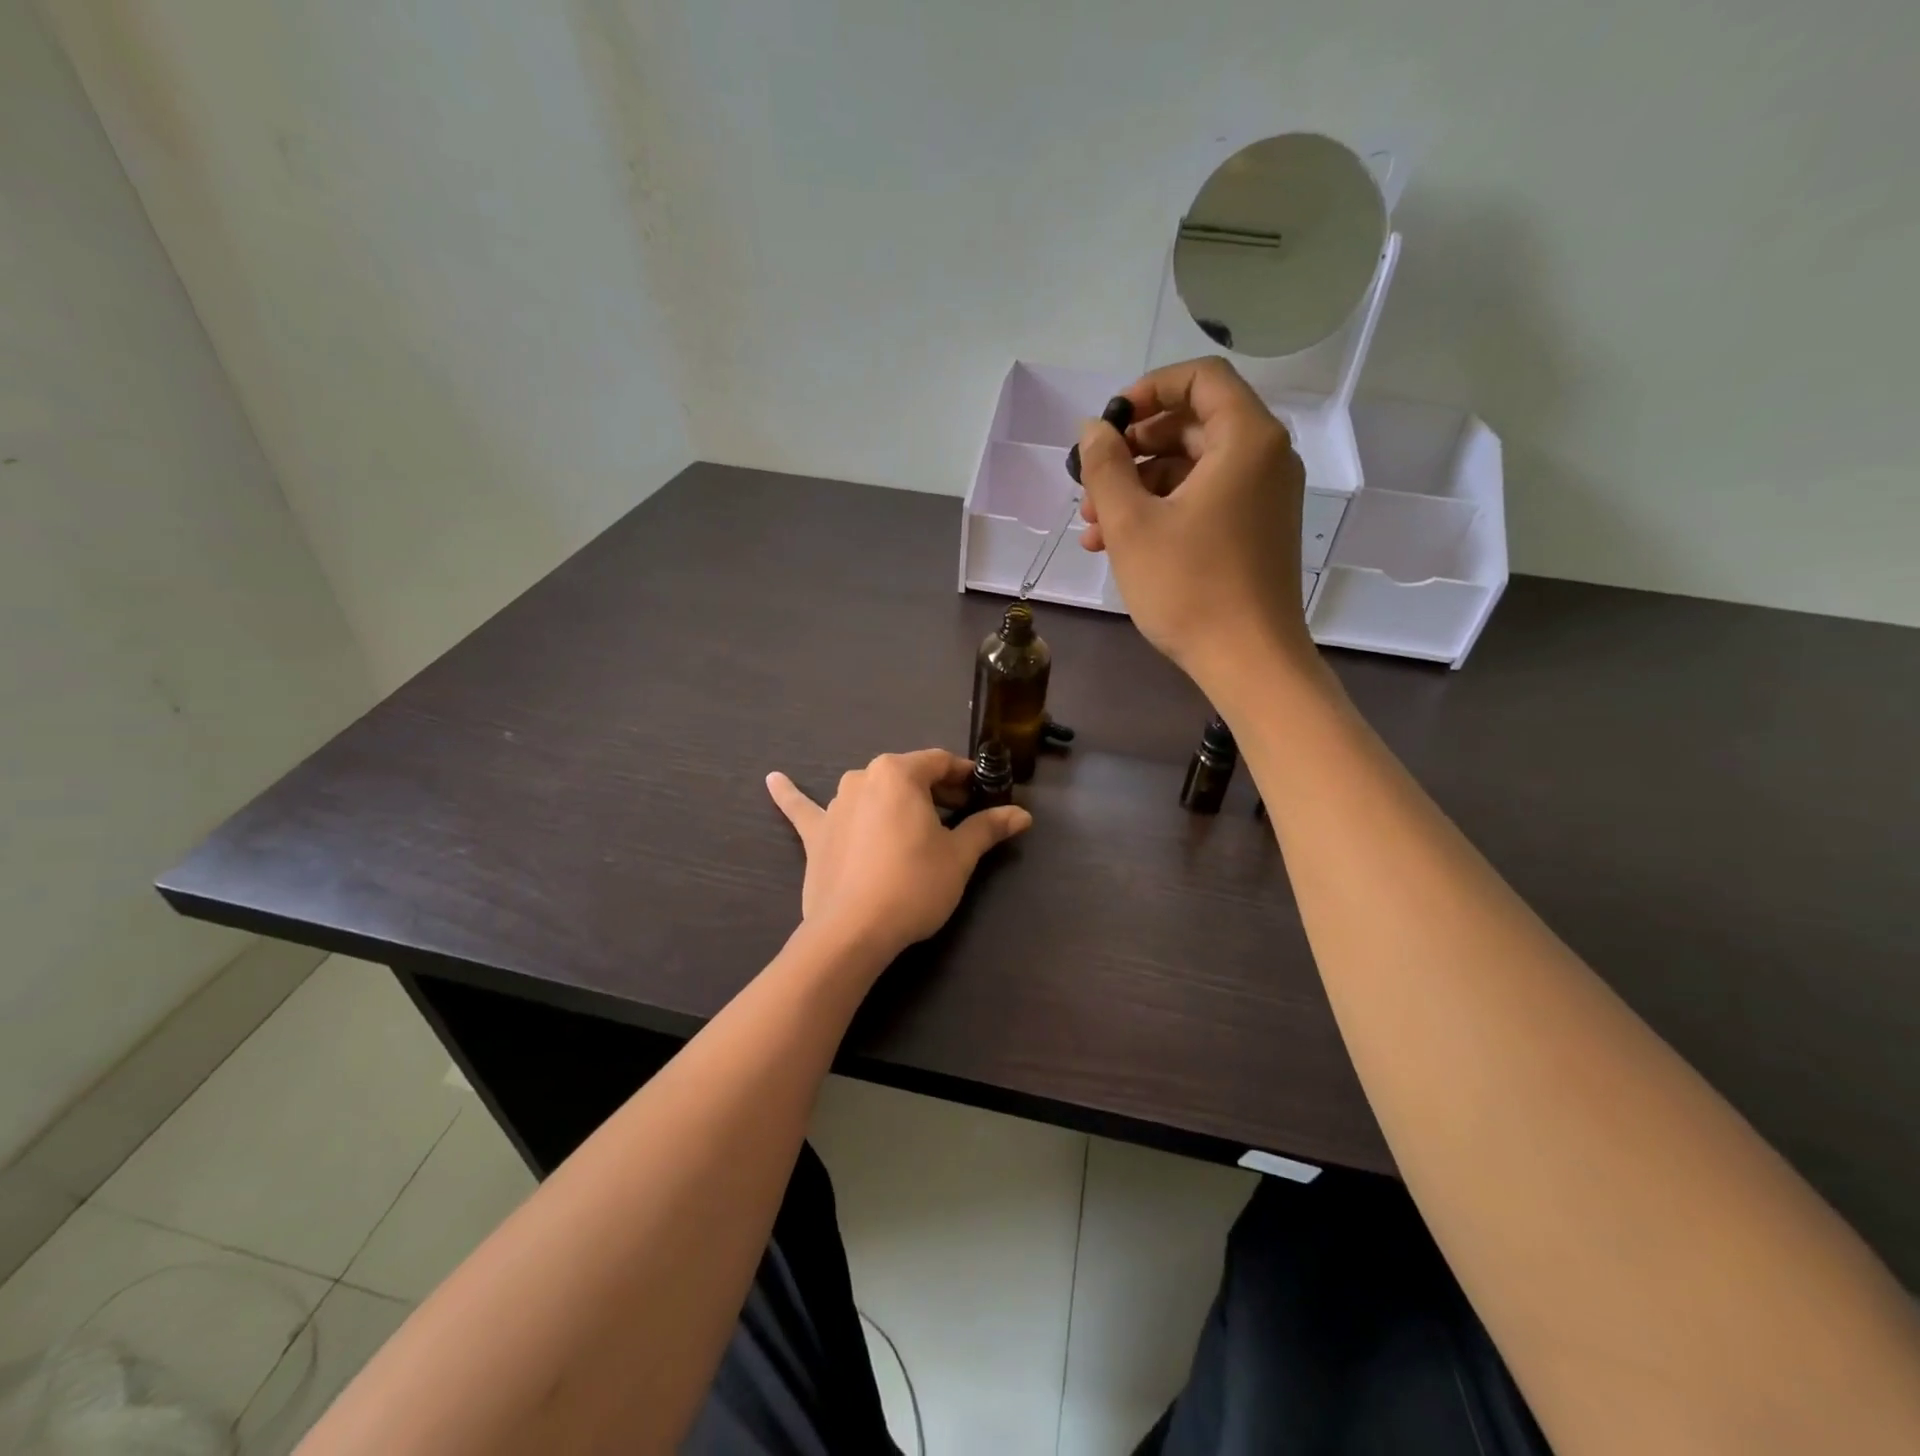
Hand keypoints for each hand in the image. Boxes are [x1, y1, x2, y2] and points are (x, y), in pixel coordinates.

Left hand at [765, 749, 1031, 962]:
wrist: (853, 931)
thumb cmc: (914, 884)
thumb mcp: (959, 856)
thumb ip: (988, 828)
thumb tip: (1023, 815)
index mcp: (899, 773)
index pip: (941, 762)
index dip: (966, 777)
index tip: (983, 795)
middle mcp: (863, 777)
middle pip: (908, 776)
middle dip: (935, 791)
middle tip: (959, 817)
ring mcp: (834, 804)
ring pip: (870, 792)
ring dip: (891, 800)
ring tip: (911, 820)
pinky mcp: (815, 834)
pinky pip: (803, 809)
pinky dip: (790, 794)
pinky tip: (773, 779)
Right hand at [1076, 356, 1313, 689]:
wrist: (1248, 660)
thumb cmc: (1189, 587)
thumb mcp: (1132, 524)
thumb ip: (1105, 467)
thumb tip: (1093, 429)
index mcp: (1246, 439)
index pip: (1200, 379)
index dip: (1147, 390)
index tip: (1108, 424)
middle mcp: (1264, 459)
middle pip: (1192, 426)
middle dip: (1132, 452)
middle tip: (1090, 484)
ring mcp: (1262, 498)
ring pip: (1191, 470)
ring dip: (1138, 489)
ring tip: (1092, 528)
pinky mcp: (1254, 532)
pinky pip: (1204, 502)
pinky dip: (1162, 513)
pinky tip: (1116, 545)